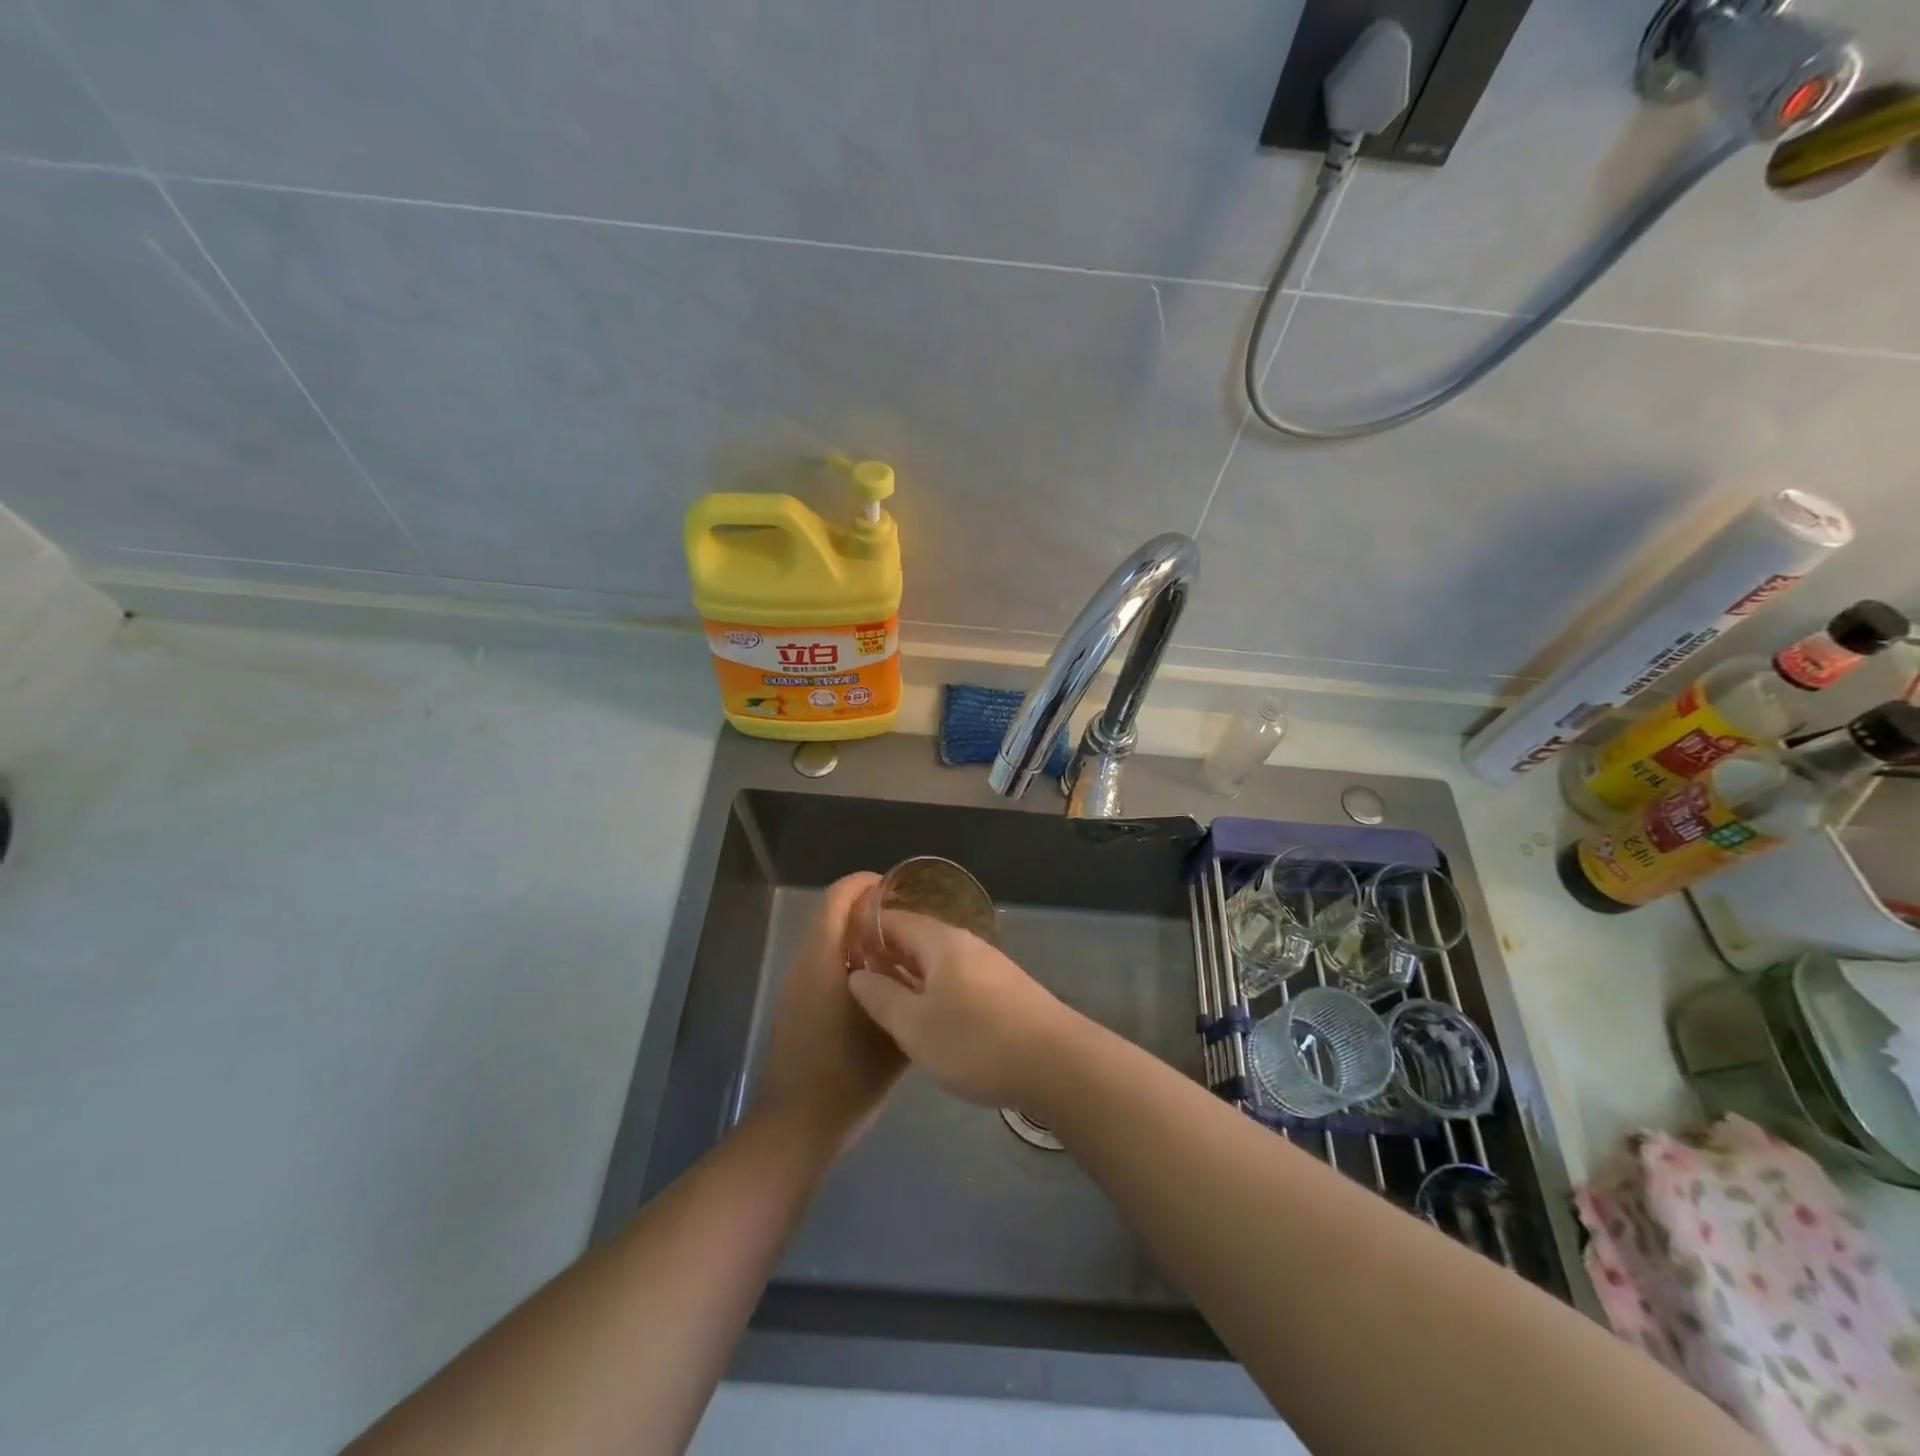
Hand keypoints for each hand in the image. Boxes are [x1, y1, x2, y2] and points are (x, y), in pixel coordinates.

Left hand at [755, 872, 905, 1151]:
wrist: (798, 1126)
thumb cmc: (848, 1075)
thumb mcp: (893, 1033)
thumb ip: (907, 994)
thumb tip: (926, 971)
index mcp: (824, 961)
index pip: (837, 899)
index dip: (863, 884)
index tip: (895, 887)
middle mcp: (804, 966)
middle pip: (829, 917)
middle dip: (864, 909)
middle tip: (905, 919)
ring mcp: (795, 988)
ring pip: (825, 942)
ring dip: (854, 935)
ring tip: (897, 948)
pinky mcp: (795, 1008)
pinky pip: (821, 966)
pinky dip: (846, 959)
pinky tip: (876, 984)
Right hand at [846, 903, 1075, 1108]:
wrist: (1057, 1064)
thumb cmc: (976, 1041)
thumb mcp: (915, 1026)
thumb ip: (881, 997)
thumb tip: (857, 973)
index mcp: (941, 941)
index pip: (893, 920)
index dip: (863, 932)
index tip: (837, 953)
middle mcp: (966, 944)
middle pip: (917, 939)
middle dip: (886, 955)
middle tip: (855, 982)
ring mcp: (989, 967)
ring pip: (938, 962)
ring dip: (910, 976)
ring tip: (884, 1003)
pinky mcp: (1005, 991)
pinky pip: (957, 980)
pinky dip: (934, 991)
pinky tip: (928, 1019)